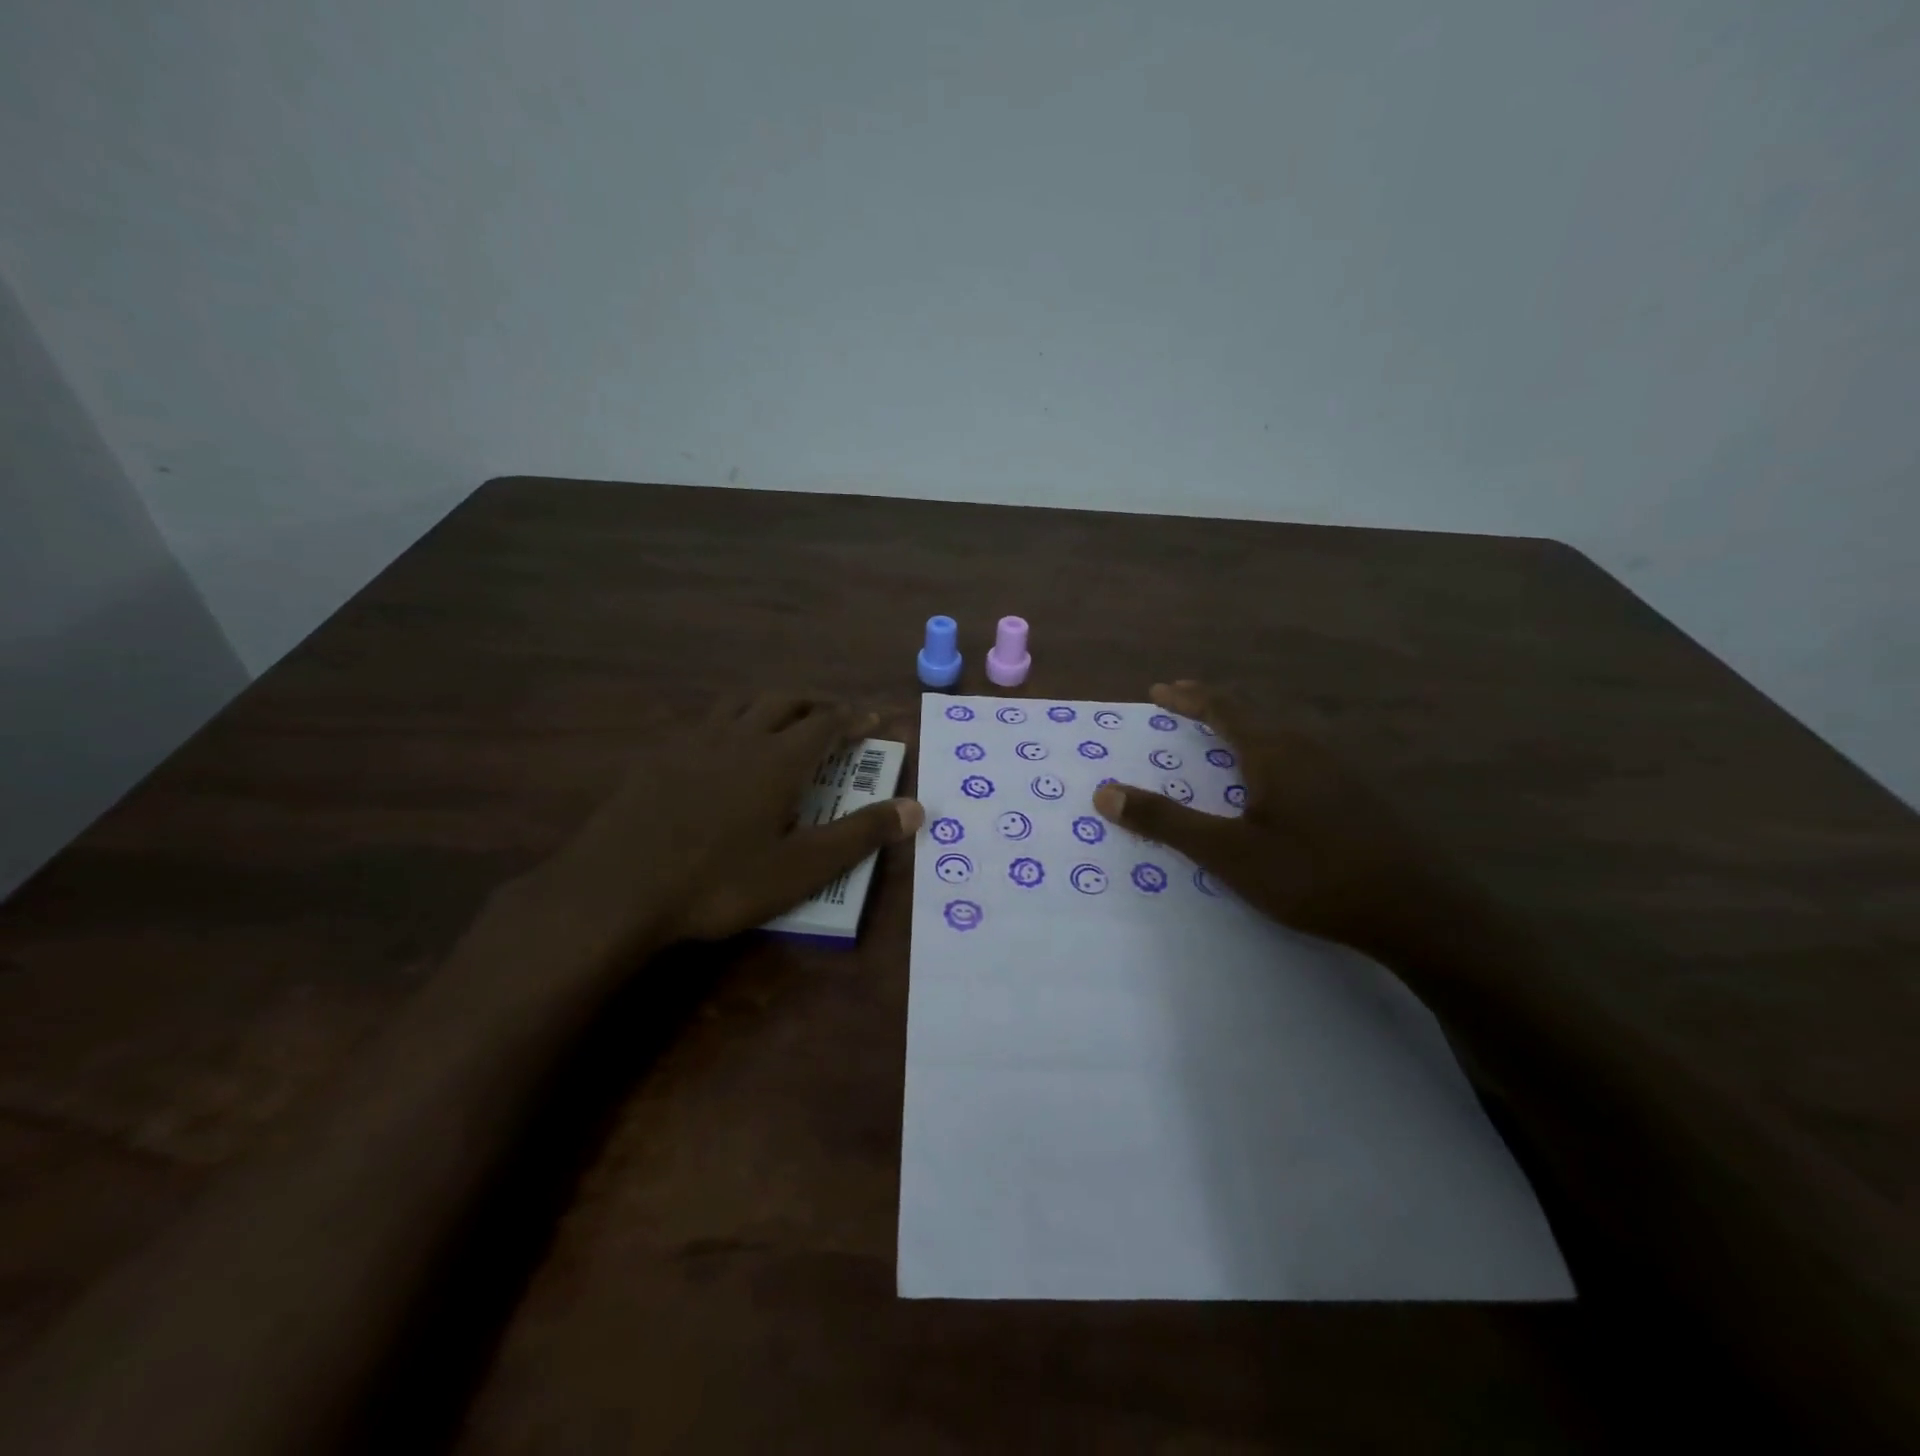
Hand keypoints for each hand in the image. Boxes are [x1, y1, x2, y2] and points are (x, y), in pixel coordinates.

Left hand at [500, 693, 923, 967]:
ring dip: (773, 701)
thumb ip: (860, 835)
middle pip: (786, 700)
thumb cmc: (720, 882)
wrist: (617, 889)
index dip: (855, 718)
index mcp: (779, 760)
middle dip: (817, 701)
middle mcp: (741, 737)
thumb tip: (917, 809)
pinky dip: (731, 719)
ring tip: (785, 716)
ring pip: (742, 701)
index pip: (828, 724)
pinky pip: (706, 720)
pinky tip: (723, 746)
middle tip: (835, 714)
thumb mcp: (801, 868)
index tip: (875, 718)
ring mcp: (695, 742)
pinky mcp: (660, 757)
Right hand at [1092, 681, 1455, 956]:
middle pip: (1254, 713)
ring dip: (1245, 729)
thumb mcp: (1227, 853)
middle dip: (1214, 707)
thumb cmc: (1312, 876)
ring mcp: (1342, 770)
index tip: (1159, 690)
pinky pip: (1303, 757)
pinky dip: (1271, 753)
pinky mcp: (1361, 795)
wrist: (1420, 912)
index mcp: (1274, 752)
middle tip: (1185, 706)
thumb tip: (1105, 791)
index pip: (1223, 708)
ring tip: (1223, 739)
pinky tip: (1277, 784)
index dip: (1188, 698)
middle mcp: (1308, 748)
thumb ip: (1166, 820)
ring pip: (1282, 735)